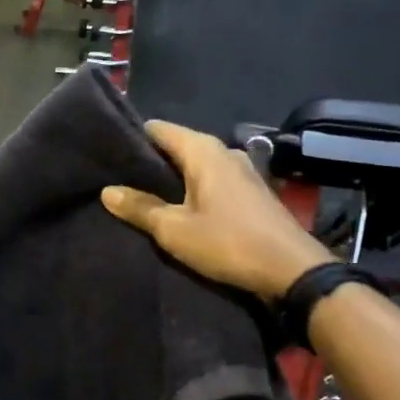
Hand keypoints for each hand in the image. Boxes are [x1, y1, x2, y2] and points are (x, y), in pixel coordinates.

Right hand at [102, 120, 331, 299]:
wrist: (292, 270)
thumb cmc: (229, 243)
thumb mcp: (175, 229)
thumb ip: (140, 208)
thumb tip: (107, 191)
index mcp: (204, 151)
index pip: (159, 129)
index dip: (132, 138)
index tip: (108, 151)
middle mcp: (224, 151)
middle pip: (178, 146)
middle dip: (150, 160)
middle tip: (117, 176)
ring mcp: (242, 171)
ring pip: (196, 165)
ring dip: (172, 178)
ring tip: (142, 193)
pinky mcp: (251, 192)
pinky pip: (211, 180)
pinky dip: (192, 189)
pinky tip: (178, 206)